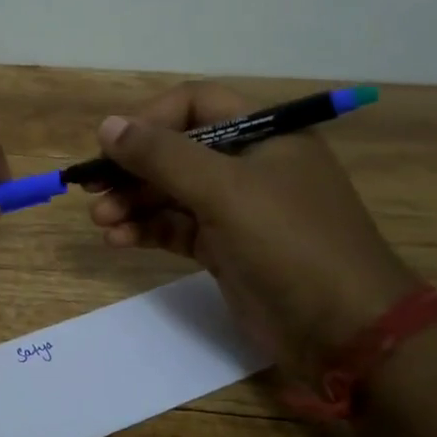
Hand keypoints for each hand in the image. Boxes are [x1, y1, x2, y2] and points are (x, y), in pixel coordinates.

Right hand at [87, 82, 415, 373]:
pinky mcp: (226, 249)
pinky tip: (119, 240)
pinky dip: (147, 230)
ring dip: (133, 203)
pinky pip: (177, 228)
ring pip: (171, 193)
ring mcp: (238, 210)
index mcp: (264, 135)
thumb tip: (107, 125)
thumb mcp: (224, 191)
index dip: (150, 120)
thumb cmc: (289, 244)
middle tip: (91, 190)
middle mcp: (250, 165)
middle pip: (177, 152)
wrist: (345, 332)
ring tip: (101, 221)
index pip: (196, 104)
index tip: (112, 146)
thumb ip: (162, 155)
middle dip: (132, 169)